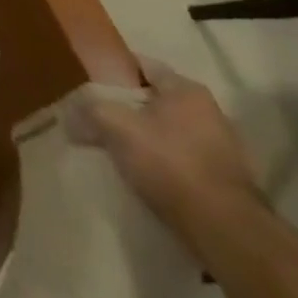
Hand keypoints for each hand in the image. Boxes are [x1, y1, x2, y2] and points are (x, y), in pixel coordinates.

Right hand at [78, 60, 264, 254]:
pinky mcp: (228, 182)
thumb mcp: (115, 125)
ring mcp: (225, 149)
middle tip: (99, 119)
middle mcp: (211, 112)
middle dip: (128, 108)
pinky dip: (164, 163)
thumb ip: (89, 109)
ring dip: (146, 138)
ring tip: (118, 151)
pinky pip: (184, 160)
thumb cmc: (170, 164)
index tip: (89, 84)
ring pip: (169, 131)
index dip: (112, 71)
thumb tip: (70, 113)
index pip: (142, 65)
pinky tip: (146, 176)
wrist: (226, 232)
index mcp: (187, 90)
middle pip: (155, 100)